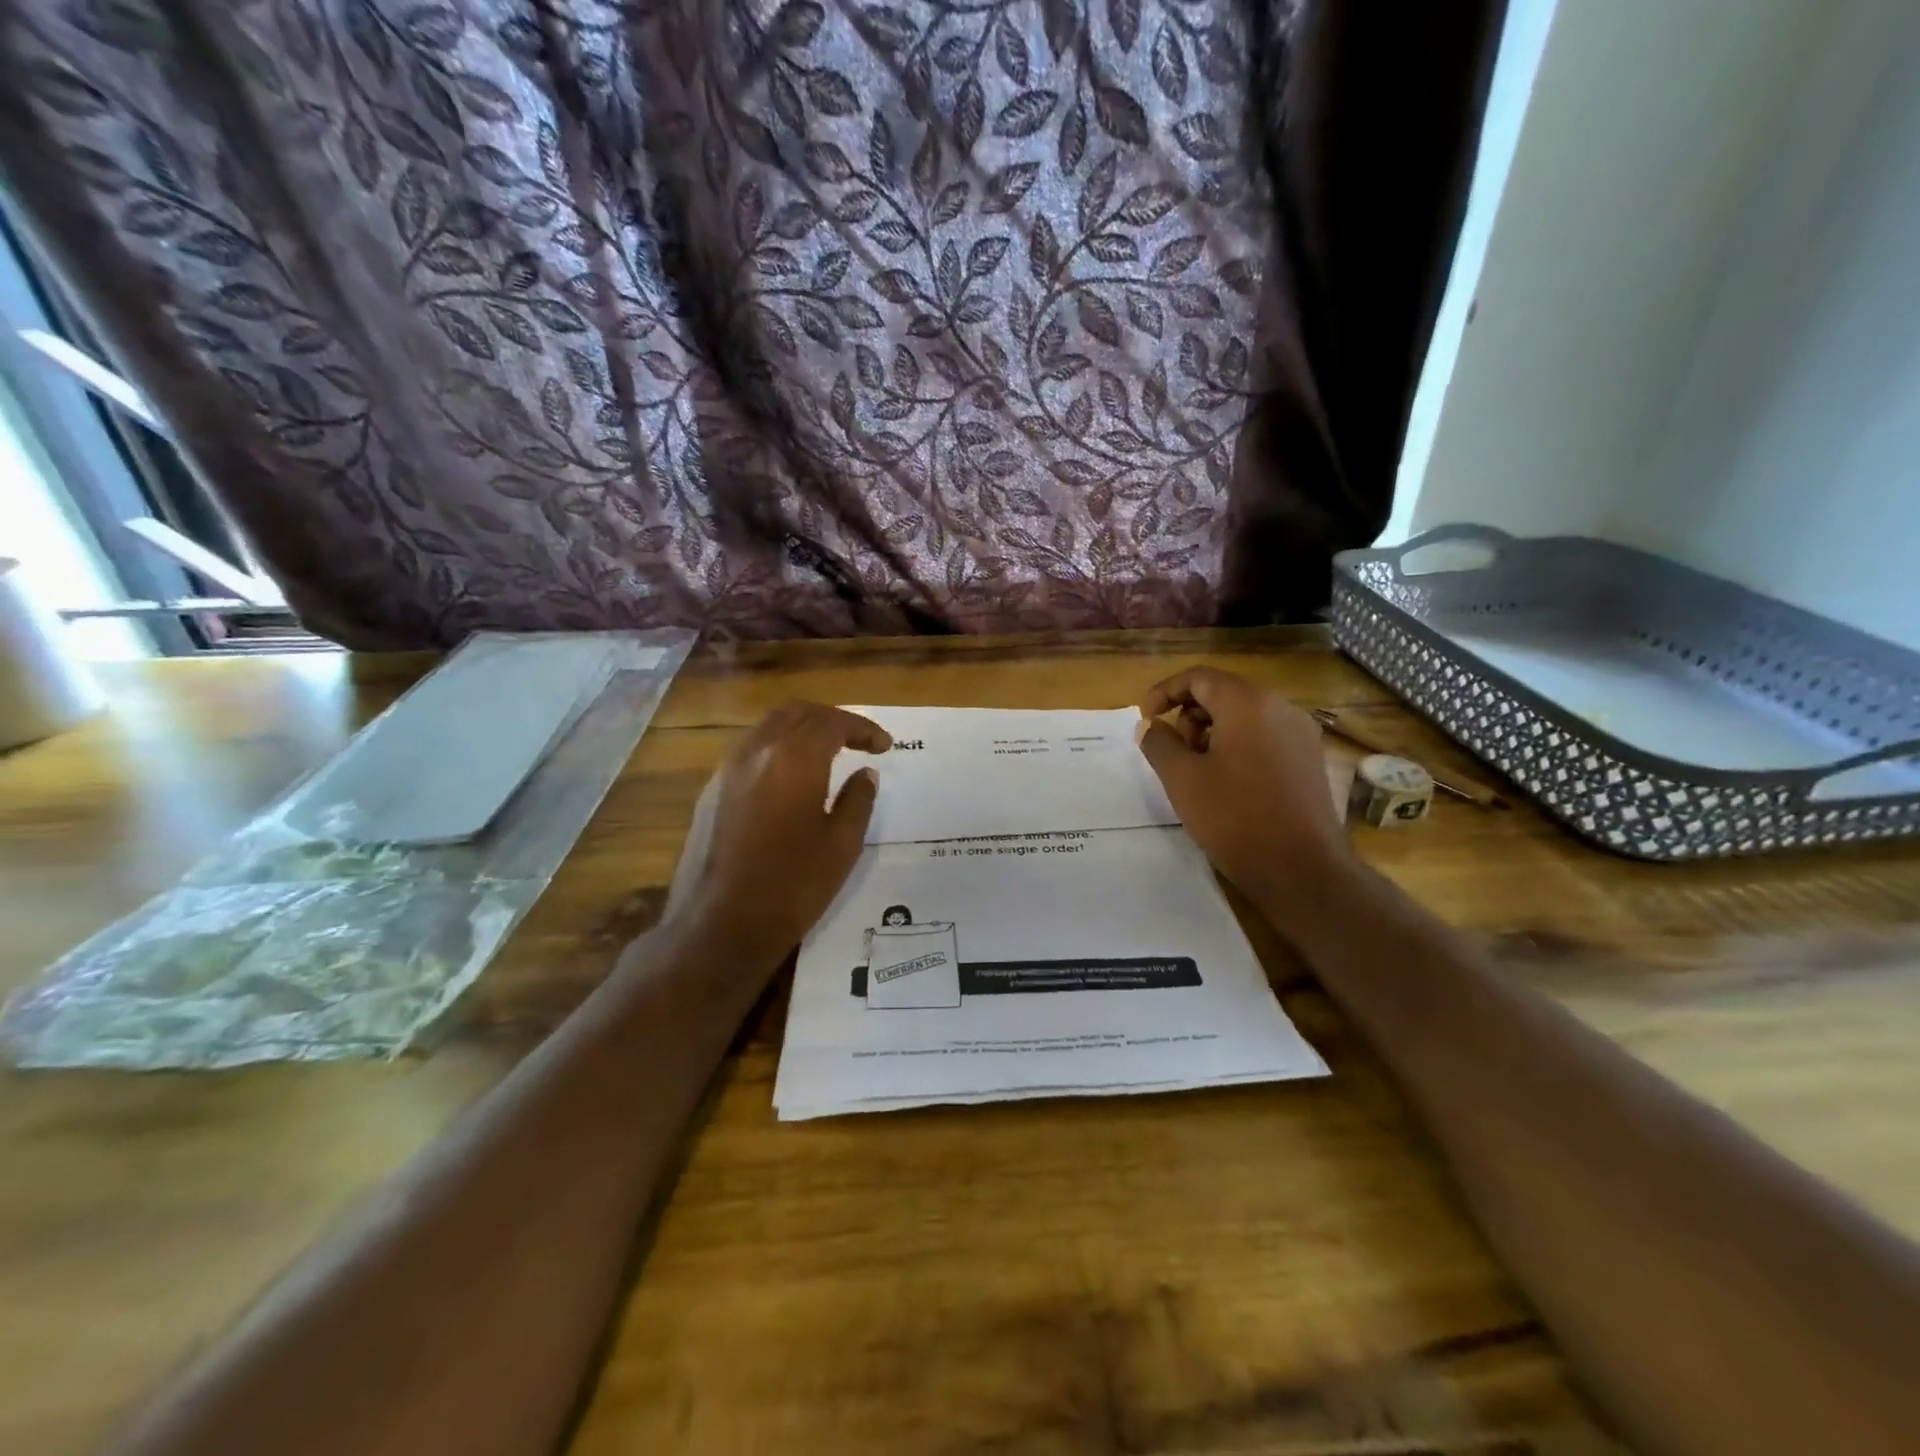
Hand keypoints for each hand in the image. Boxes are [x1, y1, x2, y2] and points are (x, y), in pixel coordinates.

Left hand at [665, 702, 889, 958]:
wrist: (719, 926)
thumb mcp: (842, 846)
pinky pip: (750, 750)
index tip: (884, 745)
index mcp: (794, 759)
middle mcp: (757, 751)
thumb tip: (865, 773)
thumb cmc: (792, 886)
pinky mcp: (711, 790)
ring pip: (769, 727)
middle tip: (857, 740)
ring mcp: (728, 769)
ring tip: (827, 753)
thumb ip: (859, 800)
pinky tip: (790, 777)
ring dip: (801, 729)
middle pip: (797, 713)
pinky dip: (777, 748)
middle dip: (831, 719)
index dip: (862, 728)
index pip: (832, 723)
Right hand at [1136, 666, 1349, 902]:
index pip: (1199, 677)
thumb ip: (1159, 743)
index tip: (1147, 719)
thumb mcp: (1182, 779)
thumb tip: (1149, 725)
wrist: (1301, 869)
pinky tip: (1228, 784)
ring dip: (1213, 733)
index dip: (1165, 691)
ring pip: (1245, 716)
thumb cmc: (1234, 817)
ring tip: (1199, 773)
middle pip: (1224, 693)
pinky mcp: (1309, 760)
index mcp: (1248, 704)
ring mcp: (1301, 734)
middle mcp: (1280, 708)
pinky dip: (1238, 746)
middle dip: (1190, 716)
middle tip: (1175, 754)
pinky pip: (1265, 737)